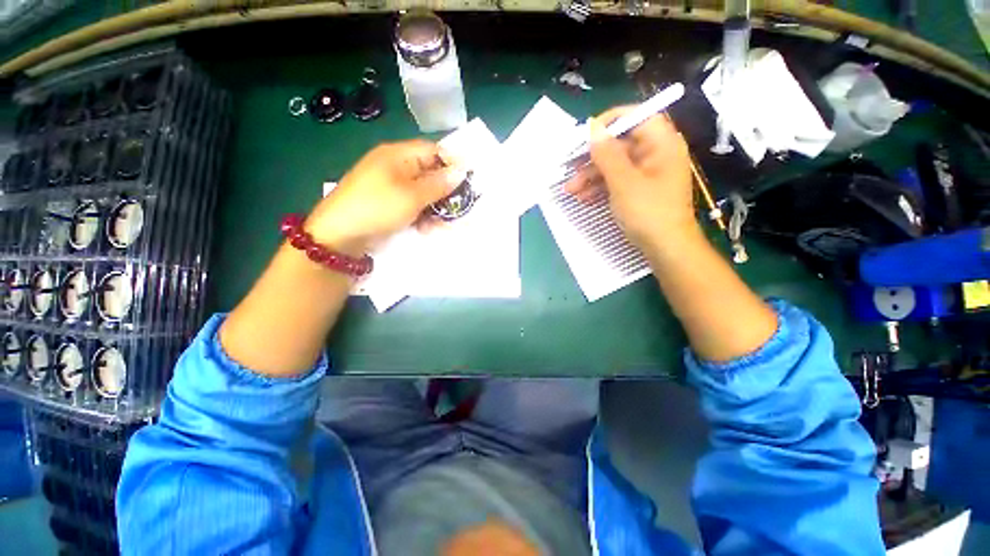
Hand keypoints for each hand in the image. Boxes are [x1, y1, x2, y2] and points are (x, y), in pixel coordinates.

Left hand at [305, 140, 465, 254]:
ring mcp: (391, 186)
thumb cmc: (378, 207)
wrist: (340, 235)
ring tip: (439, 225)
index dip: (452, 164)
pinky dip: (421, 216)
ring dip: (435, 208)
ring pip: (423, 193)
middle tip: (458, 208)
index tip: (468, 181)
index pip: (433, 151)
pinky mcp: (389, 204)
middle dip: (445, 192)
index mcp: (398, 155)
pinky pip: (412, 205)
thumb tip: (461, 171)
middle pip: (429, 173)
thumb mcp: (412, 196)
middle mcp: (395, 167)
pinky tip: (425, 229)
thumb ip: (438, 184)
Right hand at [565, 108, 696, 251]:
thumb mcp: (623, 182)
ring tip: (571, 190)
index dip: (610, 122)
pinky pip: (618, 182)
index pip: (636, 117)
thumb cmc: (648, 212)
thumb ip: (607, 154)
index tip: (586, 134)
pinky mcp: (640, 191)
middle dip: (593, 158)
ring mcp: (648, 174)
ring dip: (591, 177)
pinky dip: (601, 188)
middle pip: (620, 145)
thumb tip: (593, 130)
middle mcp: (656, 154)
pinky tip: (584, 198)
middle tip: (570, 167)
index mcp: (661, 143)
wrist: (666, 248)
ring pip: (615, 166)